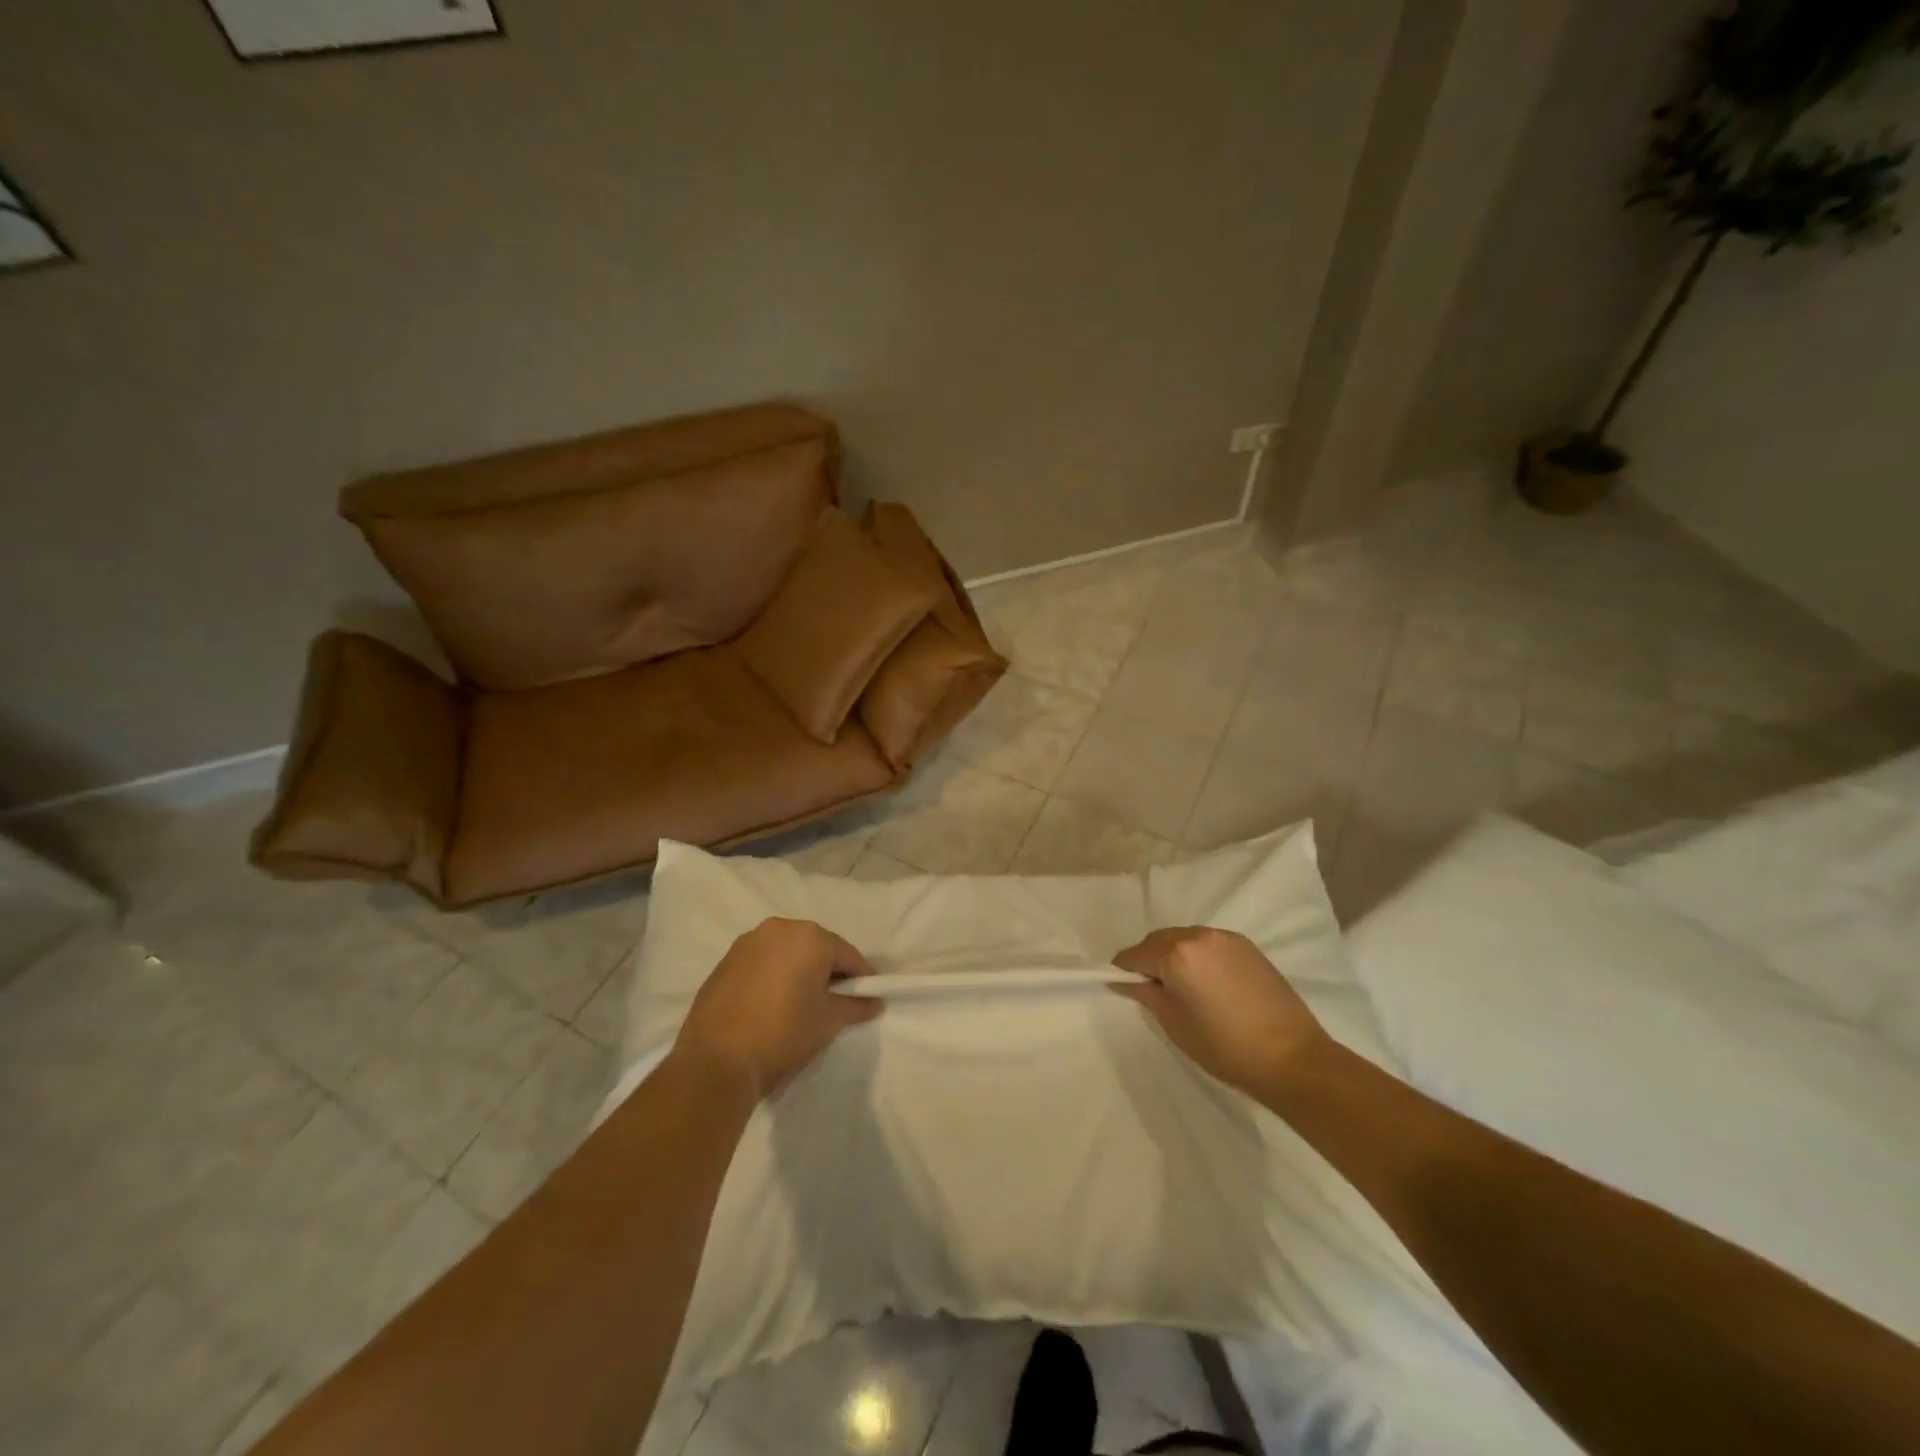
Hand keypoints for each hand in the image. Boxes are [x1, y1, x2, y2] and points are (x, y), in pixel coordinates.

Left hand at [674, 918, 880, 1096]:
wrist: (717, 1060)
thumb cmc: (783, 1033)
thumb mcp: (829, 1021)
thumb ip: (856, 1006)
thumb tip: (875, 1002)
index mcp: (809, 936)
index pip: (846, 954)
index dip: (861, 977)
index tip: (868, 998)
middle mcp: (778, 929)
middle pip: (815, 948)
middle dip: (828, 971)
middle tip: (836, 1001)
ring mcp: (747, 943)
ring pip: (786, 954)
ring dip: (798, 972)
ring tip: (802, 1005)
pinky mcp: (725, 962)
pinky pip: (762, 963)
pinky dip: (773, 977)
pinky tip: (772, 1006)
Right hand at [1113, 927, 1329, 1098]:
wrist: (1293, 1057)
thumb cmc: (1225, 1047)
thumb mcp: (1175, 1024)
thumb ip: (1146, 994)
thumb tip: (1124, 980)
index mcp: (1177, 954)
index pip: (1136, 954)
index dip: (1125, 970)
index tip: (1122, 986)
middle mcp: (1199, 936)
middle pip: (1159, 940)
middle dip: (1149, 959)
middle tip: (1152, 990)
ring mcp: (1225, 938)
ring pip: (1184, 938)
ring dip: (1174, 955)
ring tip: (1182, 988)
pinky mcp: (1247, 946)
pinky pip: (1208, 943)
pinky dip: (1198, 955)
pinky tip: (1206, 983)